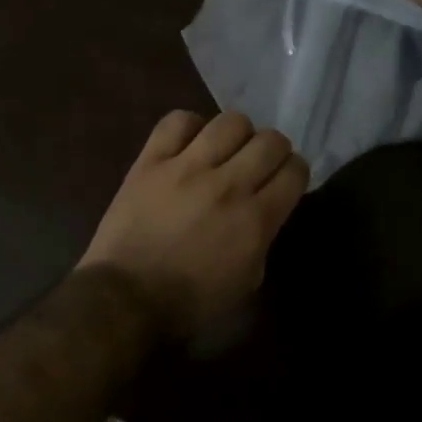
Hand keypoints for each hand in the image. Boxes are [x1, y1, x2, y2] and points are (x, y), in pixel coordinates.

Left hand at [79, 111, 308, 343]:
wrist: (127, 298)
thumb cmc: (190, 300)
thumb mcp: (247, 279)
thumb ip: (263, 237)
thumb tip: (264, 209)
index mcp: (256, 219)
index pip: (295, 171)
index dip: (294, 171)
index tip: (284, 179)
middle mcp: (228, 185)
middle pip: (270, 140)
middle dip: (273, 149)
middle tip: (258, 163)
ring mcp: (187, 167)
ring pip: (230, 122)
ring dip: (236, 134)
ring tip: (225, 149)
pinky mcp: (151, 160)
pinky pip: (178, 121)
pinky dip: (189, 126)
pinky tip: (189, 143)